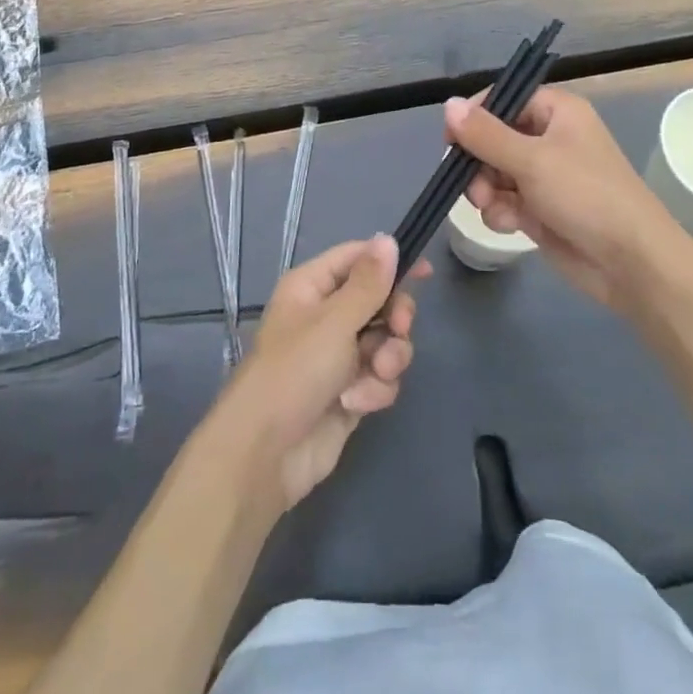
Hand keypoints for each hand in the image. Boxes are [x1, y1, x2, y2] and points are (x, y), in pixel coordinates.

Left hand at [217, 235, 426, 511]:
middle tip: (399, 328)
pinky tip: (357, 402)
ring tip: (375, 373)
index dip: (389, 262)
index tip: (425, 273)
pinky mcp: (350, 391)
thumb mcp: (335, 320)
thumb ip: (368, 282)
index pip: (357, 258)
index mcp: (312, 287)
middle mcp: (326, 316)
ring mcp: (338, 356)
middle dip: (394, 317)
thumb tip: (388, 239)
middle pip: (379, 301)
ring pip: (385, 341)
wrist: (267, 454)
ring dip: (388, 357)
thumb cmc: (295, 371)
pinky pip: (380, 377)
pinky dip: (375, 388)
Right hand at [447, 87, 681, 309]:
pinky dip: (500, 211)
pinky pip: (503, 200)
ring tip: (492, 207)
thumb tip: (448, 104)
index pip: (503, 99)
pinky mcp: (539, 208)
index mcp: (556, 111)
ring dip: (484, 190)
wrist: (630, 263)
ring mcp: (544, 175)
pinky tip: (509, 225)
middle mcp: (549, 137)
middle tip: (475, 184)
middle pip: (491, 138)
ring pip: (492, 172)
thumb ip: (485, 134)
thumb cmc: (586, 196)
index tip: (452, 140)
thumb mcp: (532, 160)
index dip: (474, 117)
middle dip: (477, 163)